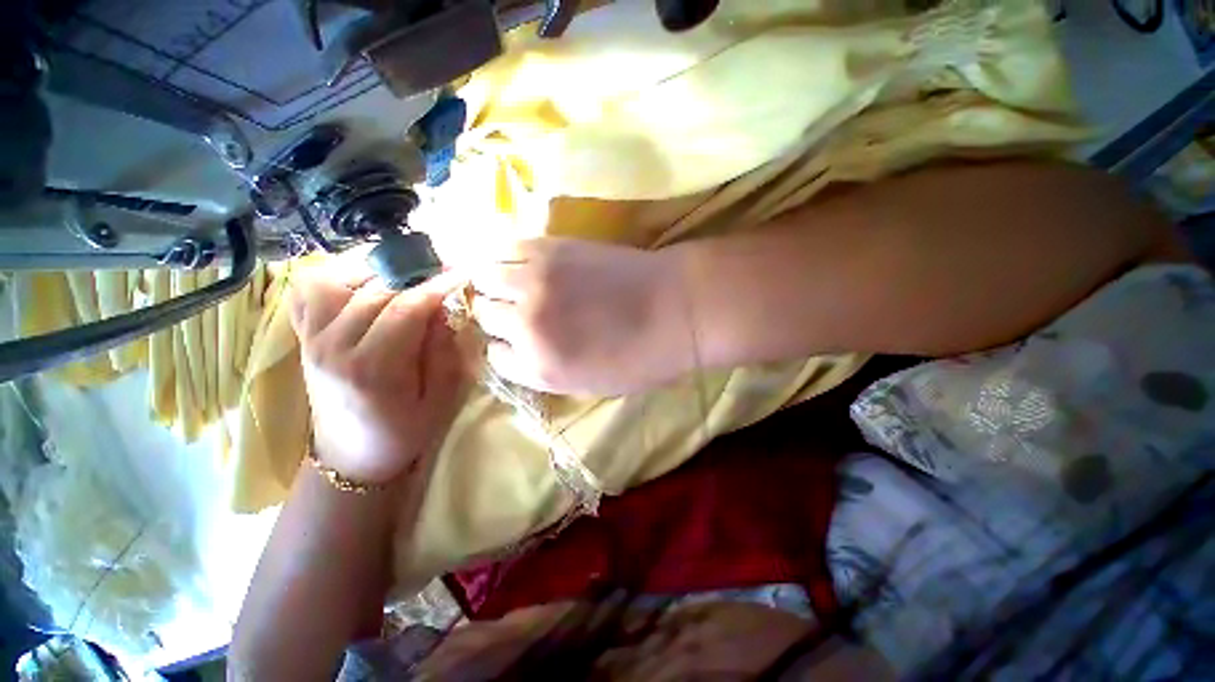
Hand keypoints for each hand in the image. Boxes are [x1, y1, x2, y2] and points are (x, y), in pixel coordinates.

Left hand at [290, 253, 467, 484]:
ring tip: (404, 269)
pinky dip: (332, 274)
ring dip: (372, 267)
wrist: (352, 456)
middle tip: (441, 265)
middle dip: (413, 271)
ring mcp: (311, 340)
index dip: (436, 285)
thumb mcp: (439, 398)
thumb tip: (442, 308)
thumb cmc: (404, 432)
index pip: (405, 309)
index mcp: (372, 370)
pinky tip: (360, 277)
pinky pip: (306, 292)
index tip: (461, 272)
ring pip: (333, 280)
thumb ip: (442, 351)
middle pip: (373, 290)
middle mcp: (333, 348)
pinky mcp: (303, 338)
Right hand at [468, 238, 694, 394]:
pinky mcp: (548, 248)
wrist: (675, 307)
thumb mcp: (591, 385)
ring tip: (510, 283)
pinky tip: (517, 262)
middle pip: (484, 315)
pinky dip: (502, 257)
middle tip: (516, 310)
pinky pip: (503, 249)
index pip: (494, 357)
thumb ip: (546, 371)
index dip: (505, 348)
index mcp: (539, 368)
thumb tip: (519, 351)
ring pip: (483, 278)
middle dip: (497, 316)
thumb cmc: (643, 357)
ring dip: (493, 284)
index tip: (518, 341)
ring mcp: (534, 282)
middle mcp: (526, 326)